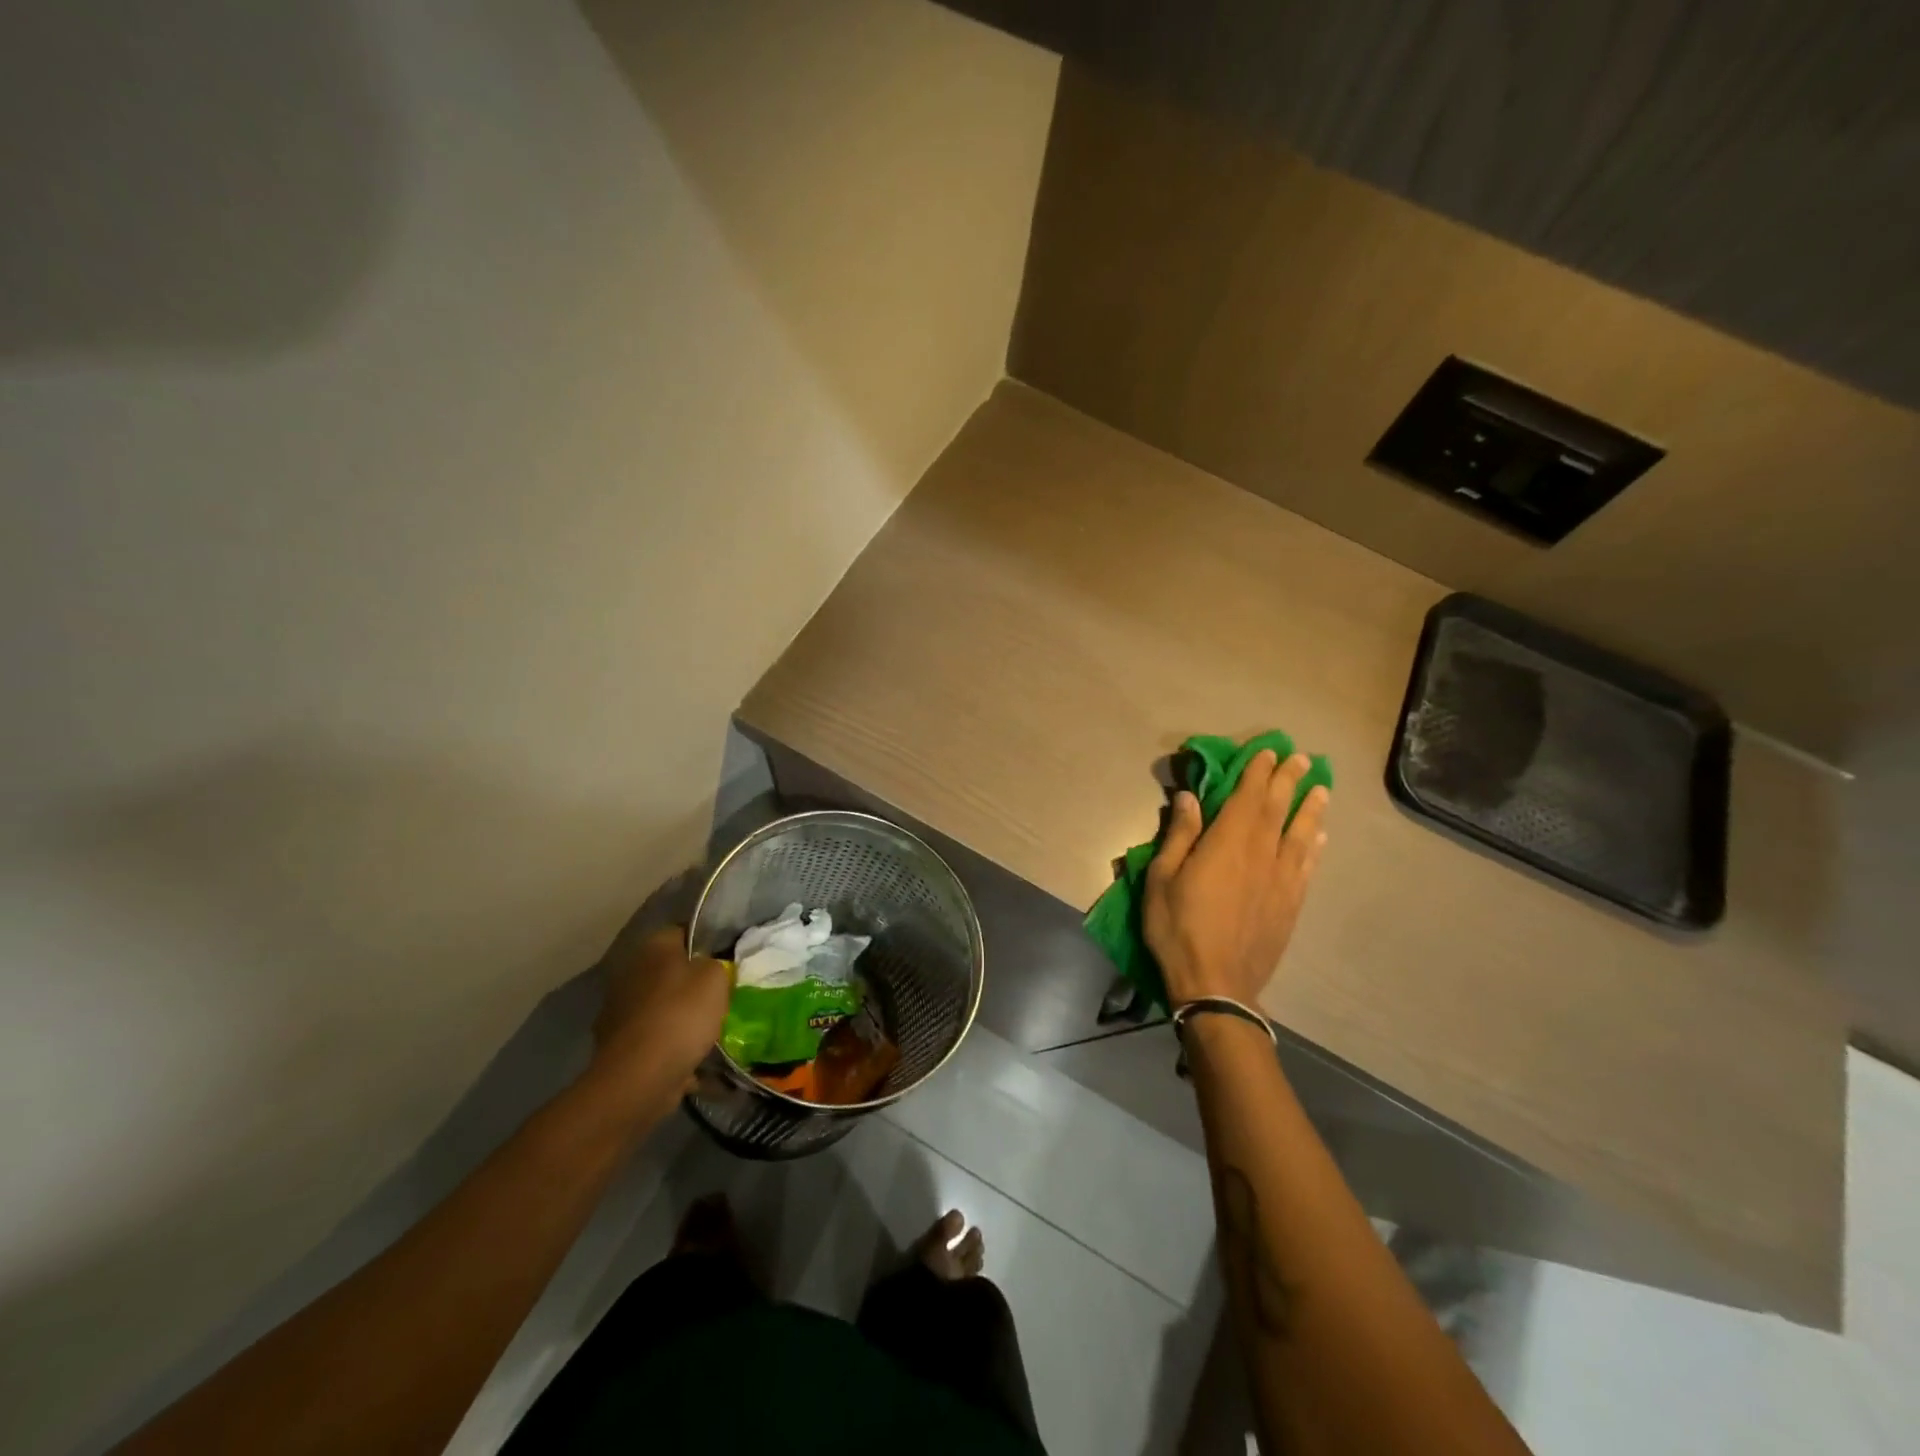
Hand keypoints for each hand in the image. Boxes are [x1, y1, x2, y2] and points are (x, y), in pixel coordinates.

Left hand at [585, 925, 730, 1116]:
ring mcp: (619, 1011)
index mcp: (653, 948)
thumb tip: (708, 967)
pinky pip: (654, 1040)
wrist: (639, 1078)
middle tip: (719, 997)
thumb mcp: (716, 978)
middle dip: (691, 983)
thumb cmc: (681, 1016)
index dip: (705, 943)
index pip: (682, 932)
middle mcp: (630, 973)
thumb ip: (716, 964)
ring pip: (661, 1006)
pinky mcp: (618, 1047)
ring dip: (679, 1017)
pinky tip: (692, 1061)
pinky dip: (669, 1048)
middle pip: (669, 971)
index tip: (725, 961)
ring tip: (708, 1032)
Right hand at [1143, 750, 1329, 1006]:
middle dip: (1289, 781)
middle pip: (1278, 809)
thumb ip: (1179, 835)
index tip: (1268, 752)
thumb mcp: (1162, 878)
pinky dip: (1316, 846)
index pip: (1247, 797)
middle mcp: (1262, 854)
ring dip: (1311, 808)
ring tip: (1322, 789)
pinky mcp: (1291, 904)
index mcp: (1227, 843)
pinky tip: (1321, 836)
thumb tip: (1189, 797)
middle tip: (1302, 758)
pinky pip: (1308, 865)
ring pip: (1301, 834)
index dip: (1259, 773)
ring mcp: (1282, 880)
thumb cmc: (1178, 927)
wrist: (1217, 984)